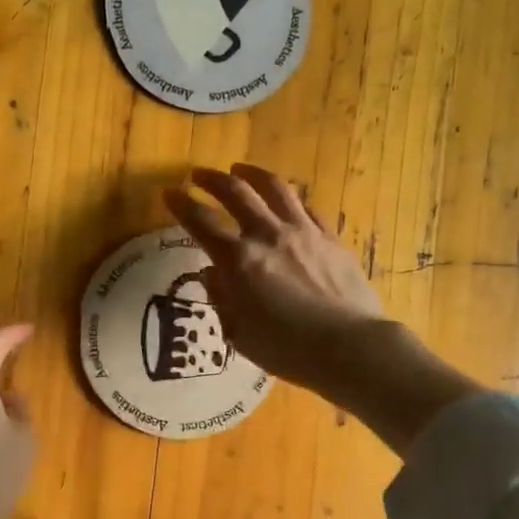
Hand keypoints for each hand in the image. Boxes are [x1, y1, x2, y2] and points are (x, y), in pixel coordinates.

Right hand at [163, 164, 387, 397]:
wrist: (349, 346)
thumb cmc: (287, 349)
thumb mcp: (240, 333)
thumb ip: (222, 299)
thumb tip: (212, 274)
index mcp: (238, 260)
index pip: (201, 222)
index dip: (181, 204)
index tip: (169, 193)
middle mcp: (267, 235)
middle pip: (236, 193)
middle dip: (213, 179)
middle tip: (199, 174)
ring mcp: (303, 232)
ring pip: (275, 188)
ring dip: (253, 174)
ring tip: (241, 169)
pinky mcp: (331, 239)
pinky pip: (308, 209)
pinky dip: (291, 200)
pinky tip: (288, 201)